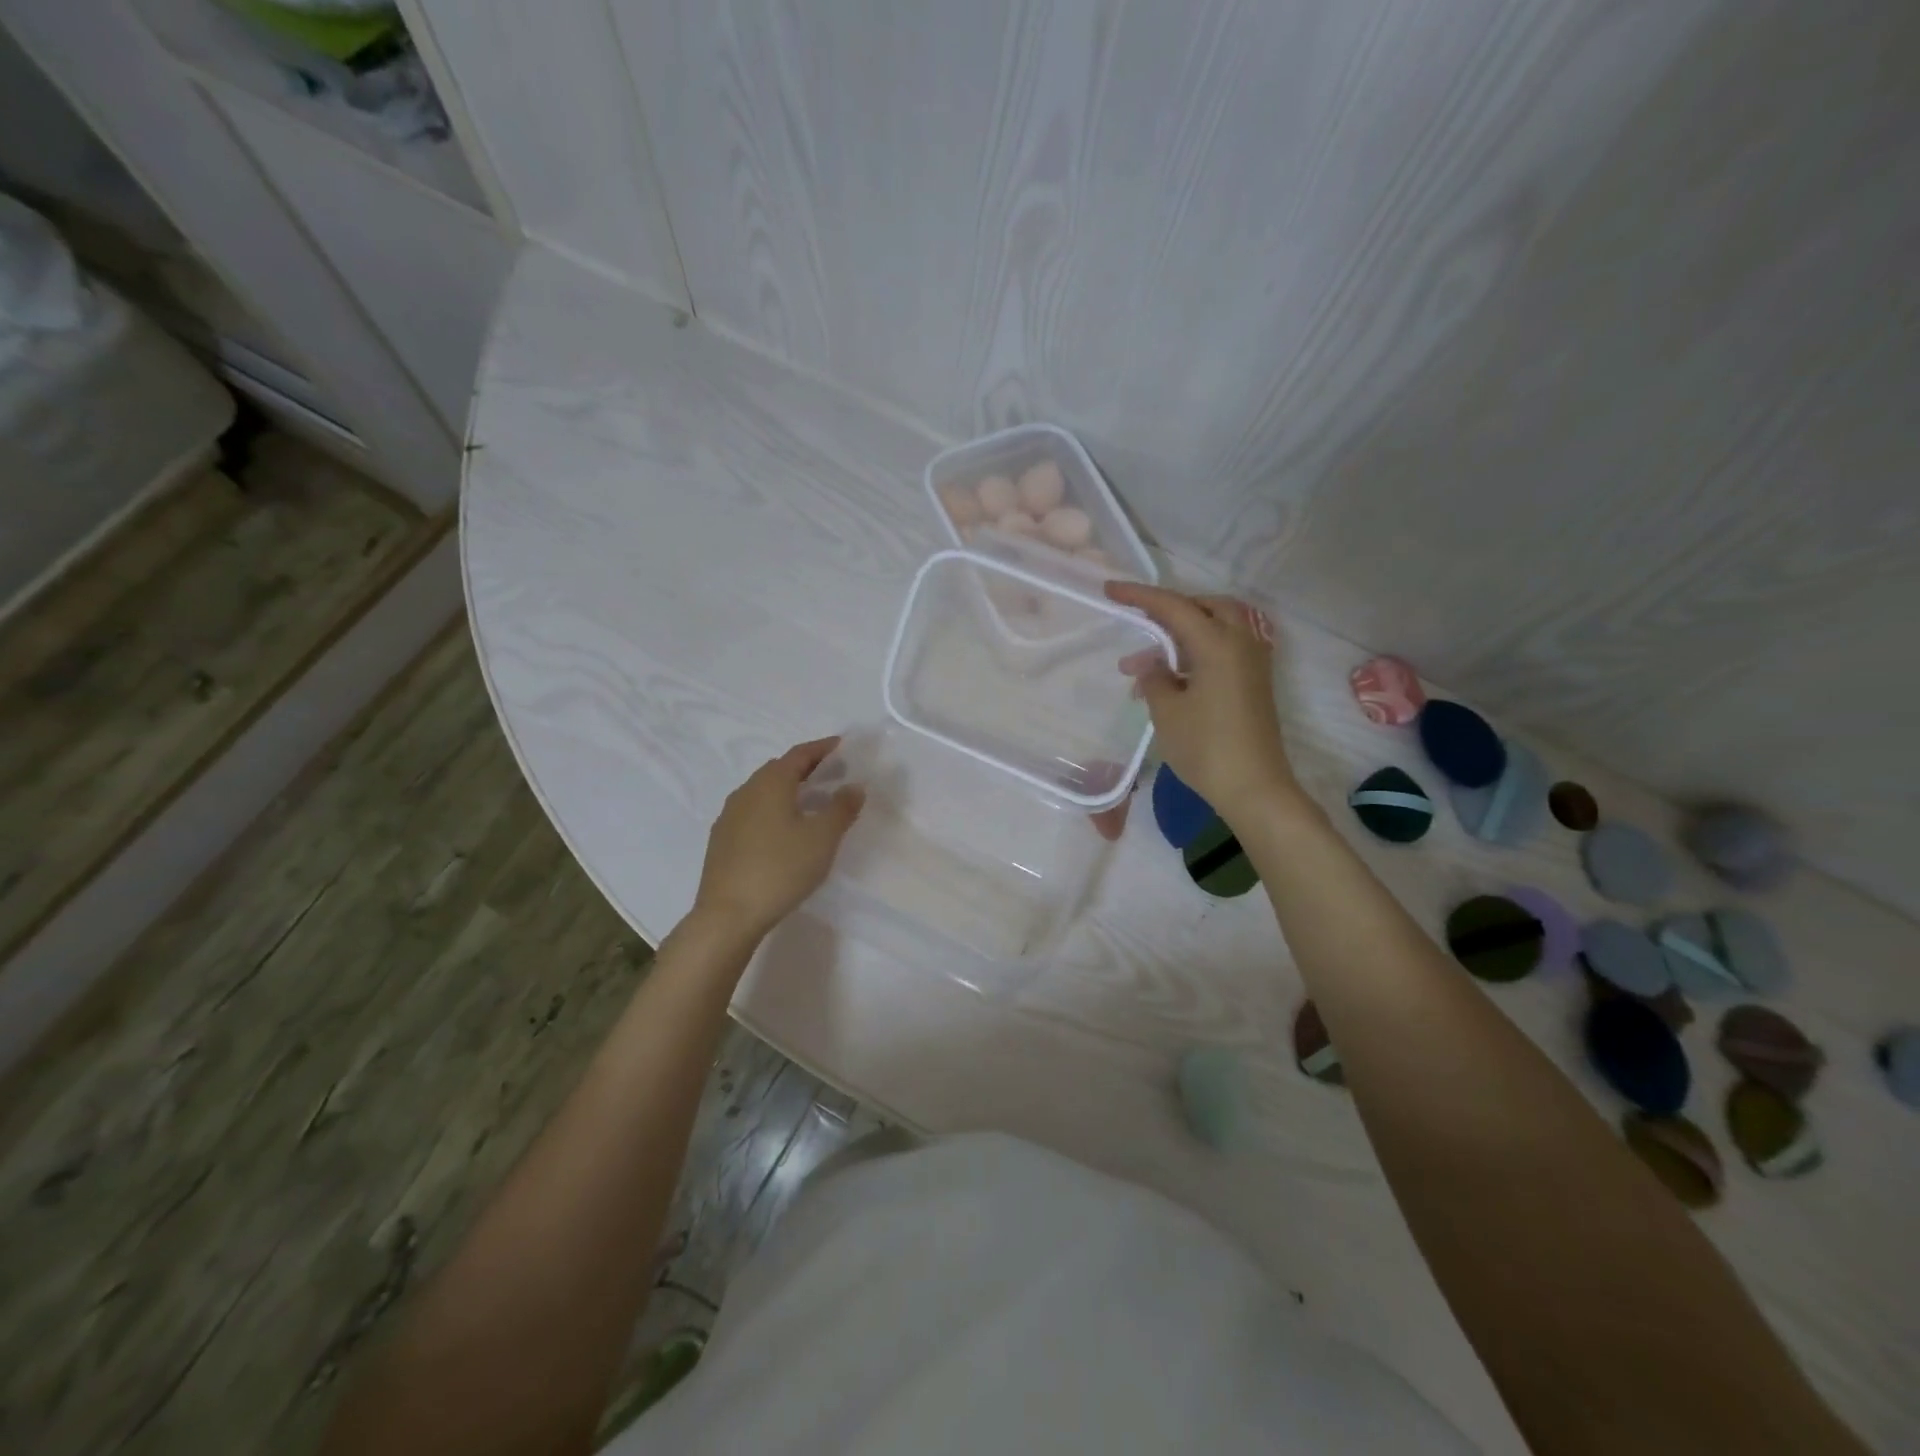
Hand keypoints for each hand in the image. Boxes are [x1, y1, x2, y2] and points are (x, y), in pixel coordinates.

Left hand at [692, 738, 863, 939]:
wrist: (728, 914)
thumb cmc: (781, 869)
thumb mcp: (823, 838)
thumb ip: (842, 808)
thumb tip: (854, 786)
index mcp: (771, 783)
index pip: (799, 755)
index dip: (821, 748)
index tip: (840, 745)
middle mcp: (746, 791)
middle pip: (778, 769)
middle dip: (805, 768)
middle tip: (830, 773)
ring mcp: (729, 816)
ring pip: (763, 792)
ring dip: (787, 790)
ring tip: (809, 802)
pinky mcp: (722, 840)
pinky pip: (752, 812)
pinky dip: (772, 810)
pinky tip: (782, 830)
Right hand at [1104, 582, 1302, 816]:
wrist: (1254, 788)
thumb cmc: (1206, 747)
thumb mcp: (1167, 711)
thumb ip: (1154, 677)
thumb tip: (1151, 663)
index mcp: (1217, 643)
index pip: (1173, 607)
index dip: (1140, 596)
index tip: (1110, 590)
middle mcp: (1241, 643)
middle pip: (1206, 607)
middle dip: (1172, 609)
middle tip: (1143, 624)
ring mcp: (1253, 662)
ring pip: (1218, 627)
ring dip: (1185, 634)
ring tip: (1151, 662)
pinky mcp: (1255, 682)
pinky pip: (1225, 649)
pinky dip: (1199, 651)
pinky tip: (1175, 678)